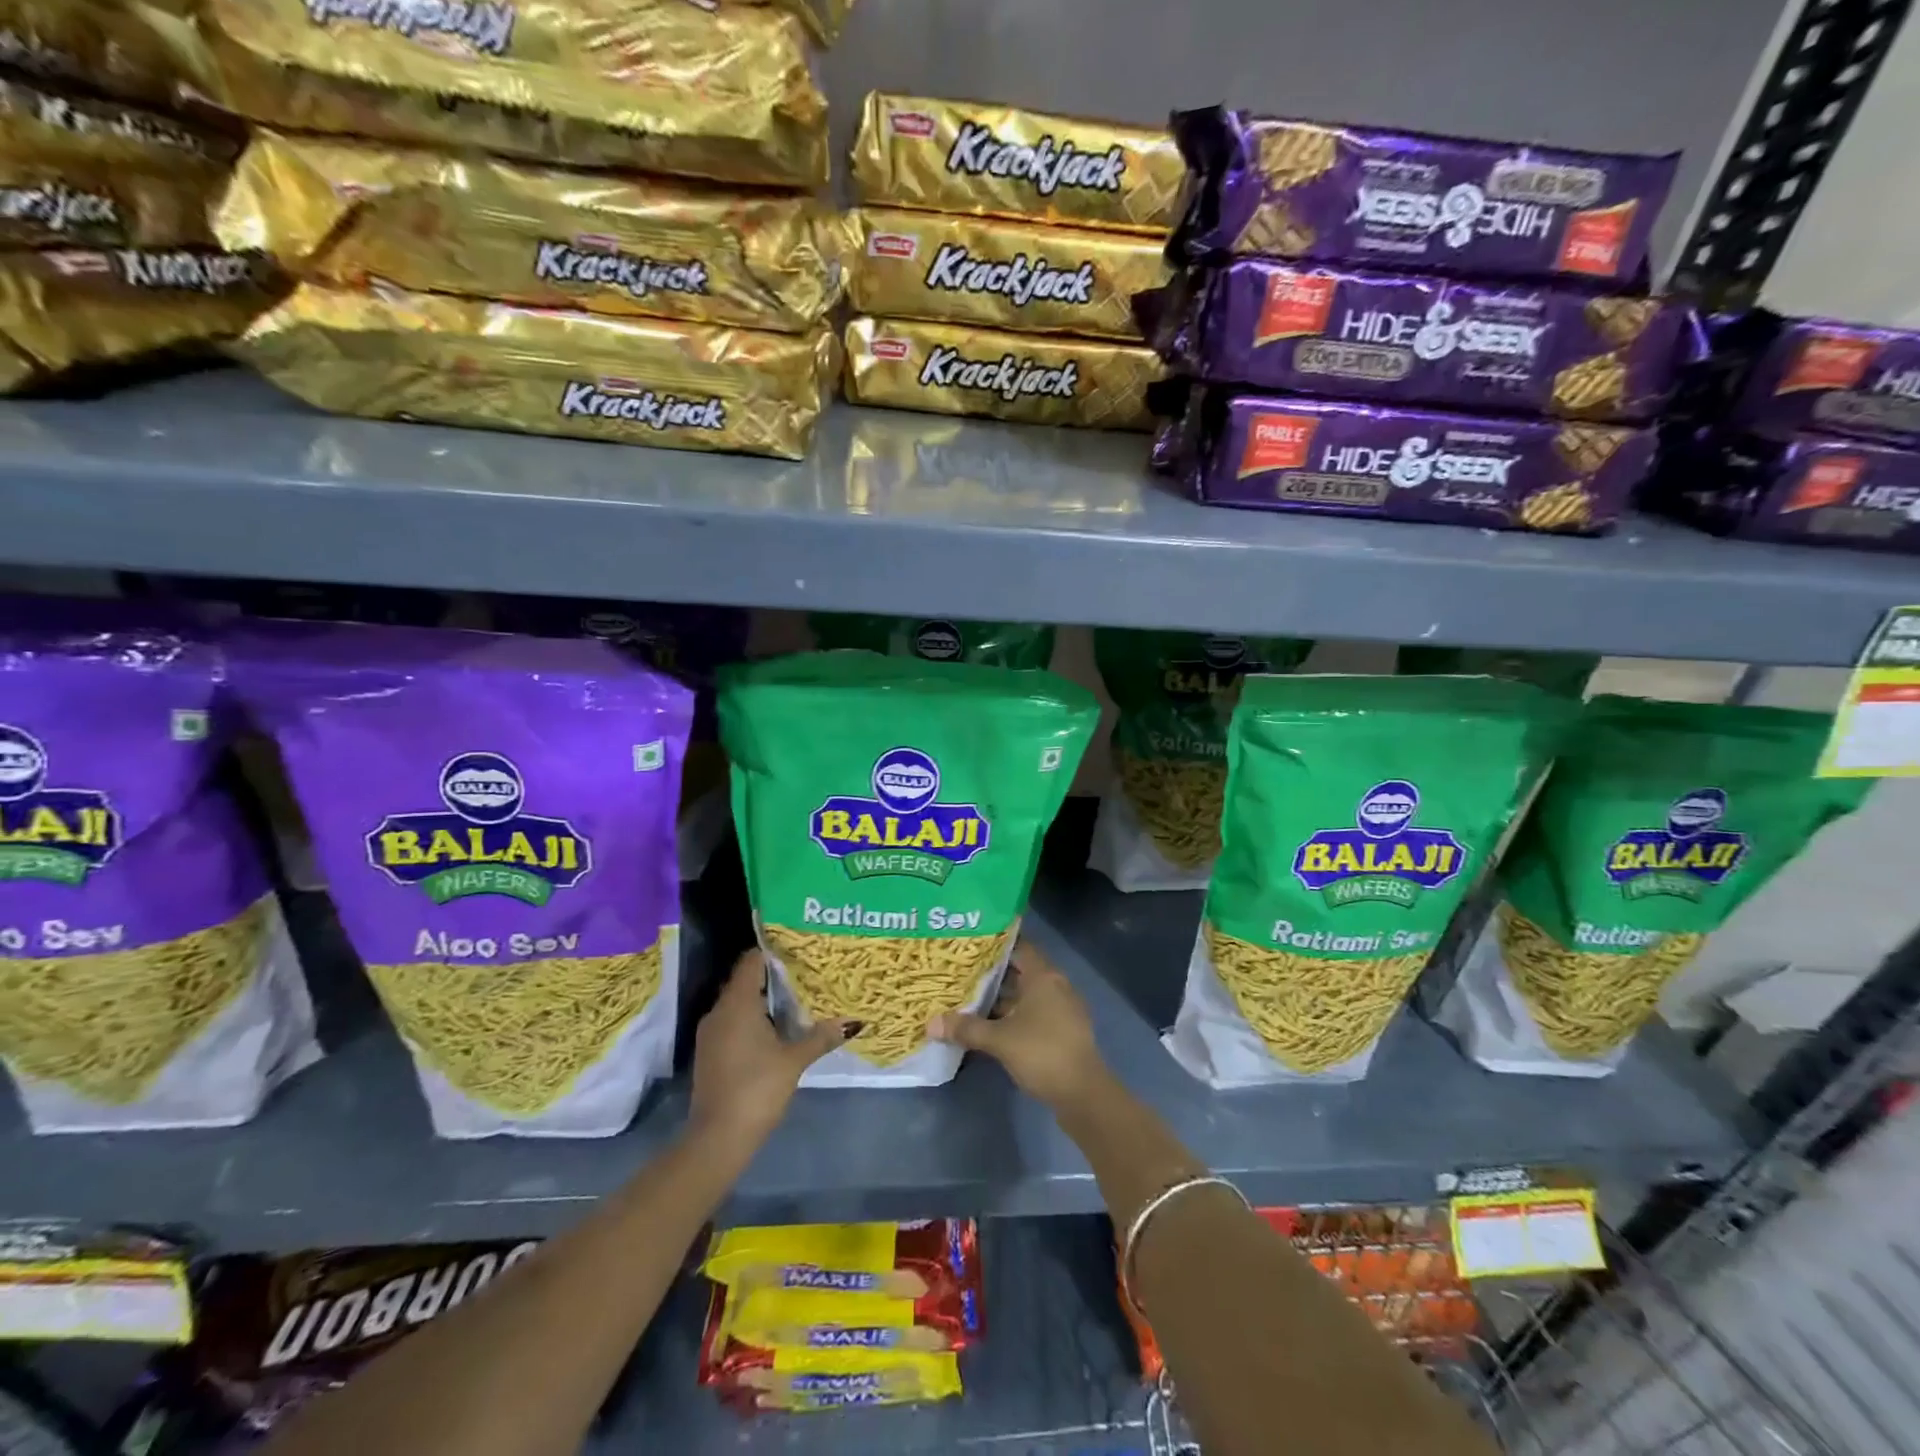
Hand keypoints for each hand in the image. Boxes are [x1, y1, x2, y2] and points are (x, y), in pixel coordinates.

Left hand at [690, 951, 853, 1150]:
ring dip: (764, 1002)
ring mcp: (711, 1034)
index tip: (798, 951)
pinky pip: (733, 1023)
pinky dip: (753, 1021)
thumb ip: (820, 1037)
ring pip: (739, 1004)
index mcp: (736, 1004)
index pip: (751, 962)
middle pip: (745, 981)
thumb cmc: (756, 1088)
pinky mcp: (710, 1053)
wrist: (718, 1139)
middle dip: (774, 978)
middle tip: (806, 975)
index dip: (773, 953)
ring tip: (797, 1002)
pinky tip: (777, 1032)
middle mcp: (719, 1012)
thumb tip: (852, 1022)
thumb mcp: (794, 1060)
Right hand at [930, 940, 1109, 1111]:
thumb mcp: (999, 1040)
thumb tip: (931, 1024)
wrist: (1083, 1094)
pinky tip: (991, 1025)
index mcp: (1044, 976)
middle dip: (992, 974)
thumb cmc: (1042, 1053)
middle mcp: (1055, 986)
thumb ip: (966, 1028)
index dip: (995, 944)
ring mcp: (1061, 1009)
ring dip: (1001, 998)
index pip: (1019, 947)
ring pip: (1025, 995)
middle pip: (1020, 971)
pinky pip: (1033, 1013)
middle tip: (961, 972)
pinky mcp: (1062, 1031)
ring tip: (969, 998)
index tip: (969, 945)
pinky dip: (1013, 1015)